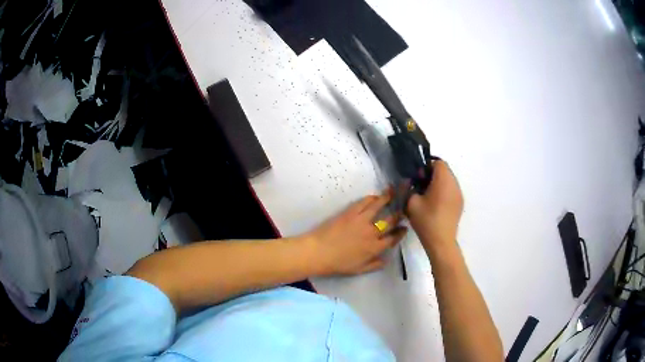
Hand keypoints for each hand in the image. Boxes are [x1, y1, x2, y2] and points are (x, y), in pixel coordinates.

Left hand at [305, 190, 407, 276]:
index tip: (405, 228)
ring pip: (379, 206)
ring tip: (393, 191)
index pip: (393, 238)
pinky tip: (375, 196)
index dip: (401, 232)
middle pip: (390, 221)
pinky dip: (371, 198)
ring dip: (388, 198)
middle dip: (399, 214)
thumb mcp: (358, 270)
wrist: (318, 252)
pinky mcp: (350, 212)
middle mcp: (372, 232)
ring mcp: (362, 220)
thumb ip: (374, 265)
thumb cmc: (338, 264)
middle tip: (403, 208)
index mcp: (375, 248)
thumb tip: (386, 260)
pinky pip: (364, 202)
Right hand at [407, 160, 463, 246]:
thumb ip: (409, 188)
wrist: (441, 241)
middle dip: (433, 174)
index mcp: (443, 180)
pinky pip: (452, 190)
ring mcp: (459, 194)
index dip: (427, 166)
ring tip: (428, 196)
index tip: (419, 177)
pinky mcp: (460, 203)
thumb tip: (412, 182)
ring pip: (449, 180)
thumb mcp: (411, 202)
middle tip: (421, 186)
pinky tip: (436, 204)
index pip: (438, 162)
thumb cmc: (426, 220)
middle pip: (445, 170)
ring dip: (439, 183)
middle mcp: (454, 184)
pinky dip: (444, 191)